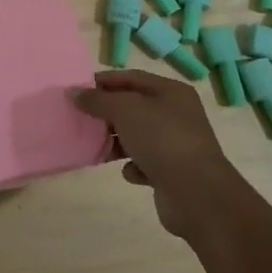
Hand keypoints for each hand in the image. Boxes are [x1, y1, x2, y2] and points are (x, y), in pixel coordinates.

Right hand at [73, 69, 247, 241]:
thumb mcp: (125, 110)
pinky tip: (127, 171)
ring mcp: (176, 144)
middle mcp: (177, 114)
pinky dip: (133, 166)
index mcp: (171, 92)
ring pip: (138, 136)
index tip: (78, 90)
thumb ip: (98, 100)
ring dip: (117, 141)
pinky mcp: (173, 173)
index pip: (131, 78)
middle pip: (134, 107)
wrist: (197, 194)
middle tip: (81, 118)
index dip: (104, 81)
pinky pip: (145, 163)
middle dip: (108, 113)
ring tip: (96, 147)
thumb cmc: (161, 139)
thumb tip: (74, 93)